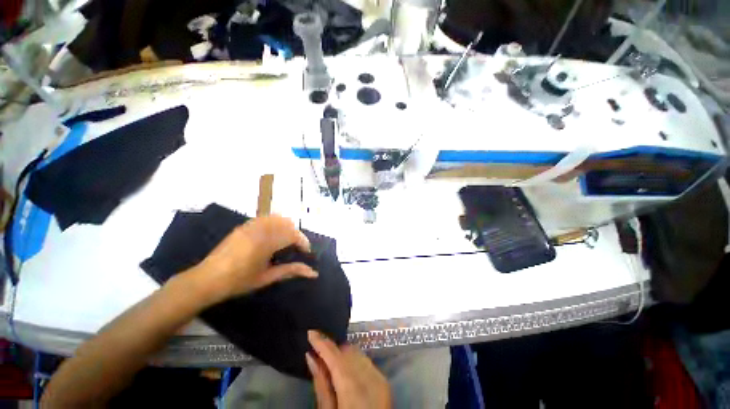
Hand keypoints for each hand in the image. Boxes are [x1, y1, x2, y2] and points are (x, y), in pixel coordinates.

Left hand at [190, 215, 316, 304]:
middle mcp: (259, 230)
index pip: (293, 235)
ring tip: (286, 240)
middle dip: (296, 234)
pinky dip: (274, 223)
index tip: (306, 251)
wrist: (207, 279)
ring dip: (286, 227)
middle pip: (287, 223)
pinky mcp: (243, 226)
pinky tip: (272, 235)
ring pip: (276, 218)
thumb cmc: (239, 282)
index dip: (303, 241)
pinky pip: (265, 218)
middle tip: (296, 247)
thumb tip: (313, 272)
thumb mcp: (267, 277)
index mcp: (266, 243)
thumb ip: (291, 271)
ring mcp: (250, 226)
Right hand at [306, 330, 391, 408]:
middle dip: (332, 349)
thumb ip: (321, 384)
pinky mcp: (384, 381)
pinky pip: (365, 361)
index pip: (336, 356)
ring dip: (343, 354)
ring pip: (357, 353)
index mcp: (354, 389)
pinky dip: (353, 361)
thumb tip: (311, 356)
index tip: (311, 332)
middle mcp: (370, 378)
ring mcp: (380, 378)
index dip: (322, 342)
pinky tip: (346, 370)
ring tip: (330, 363)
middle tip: (318, 353)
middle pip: (347, 351)